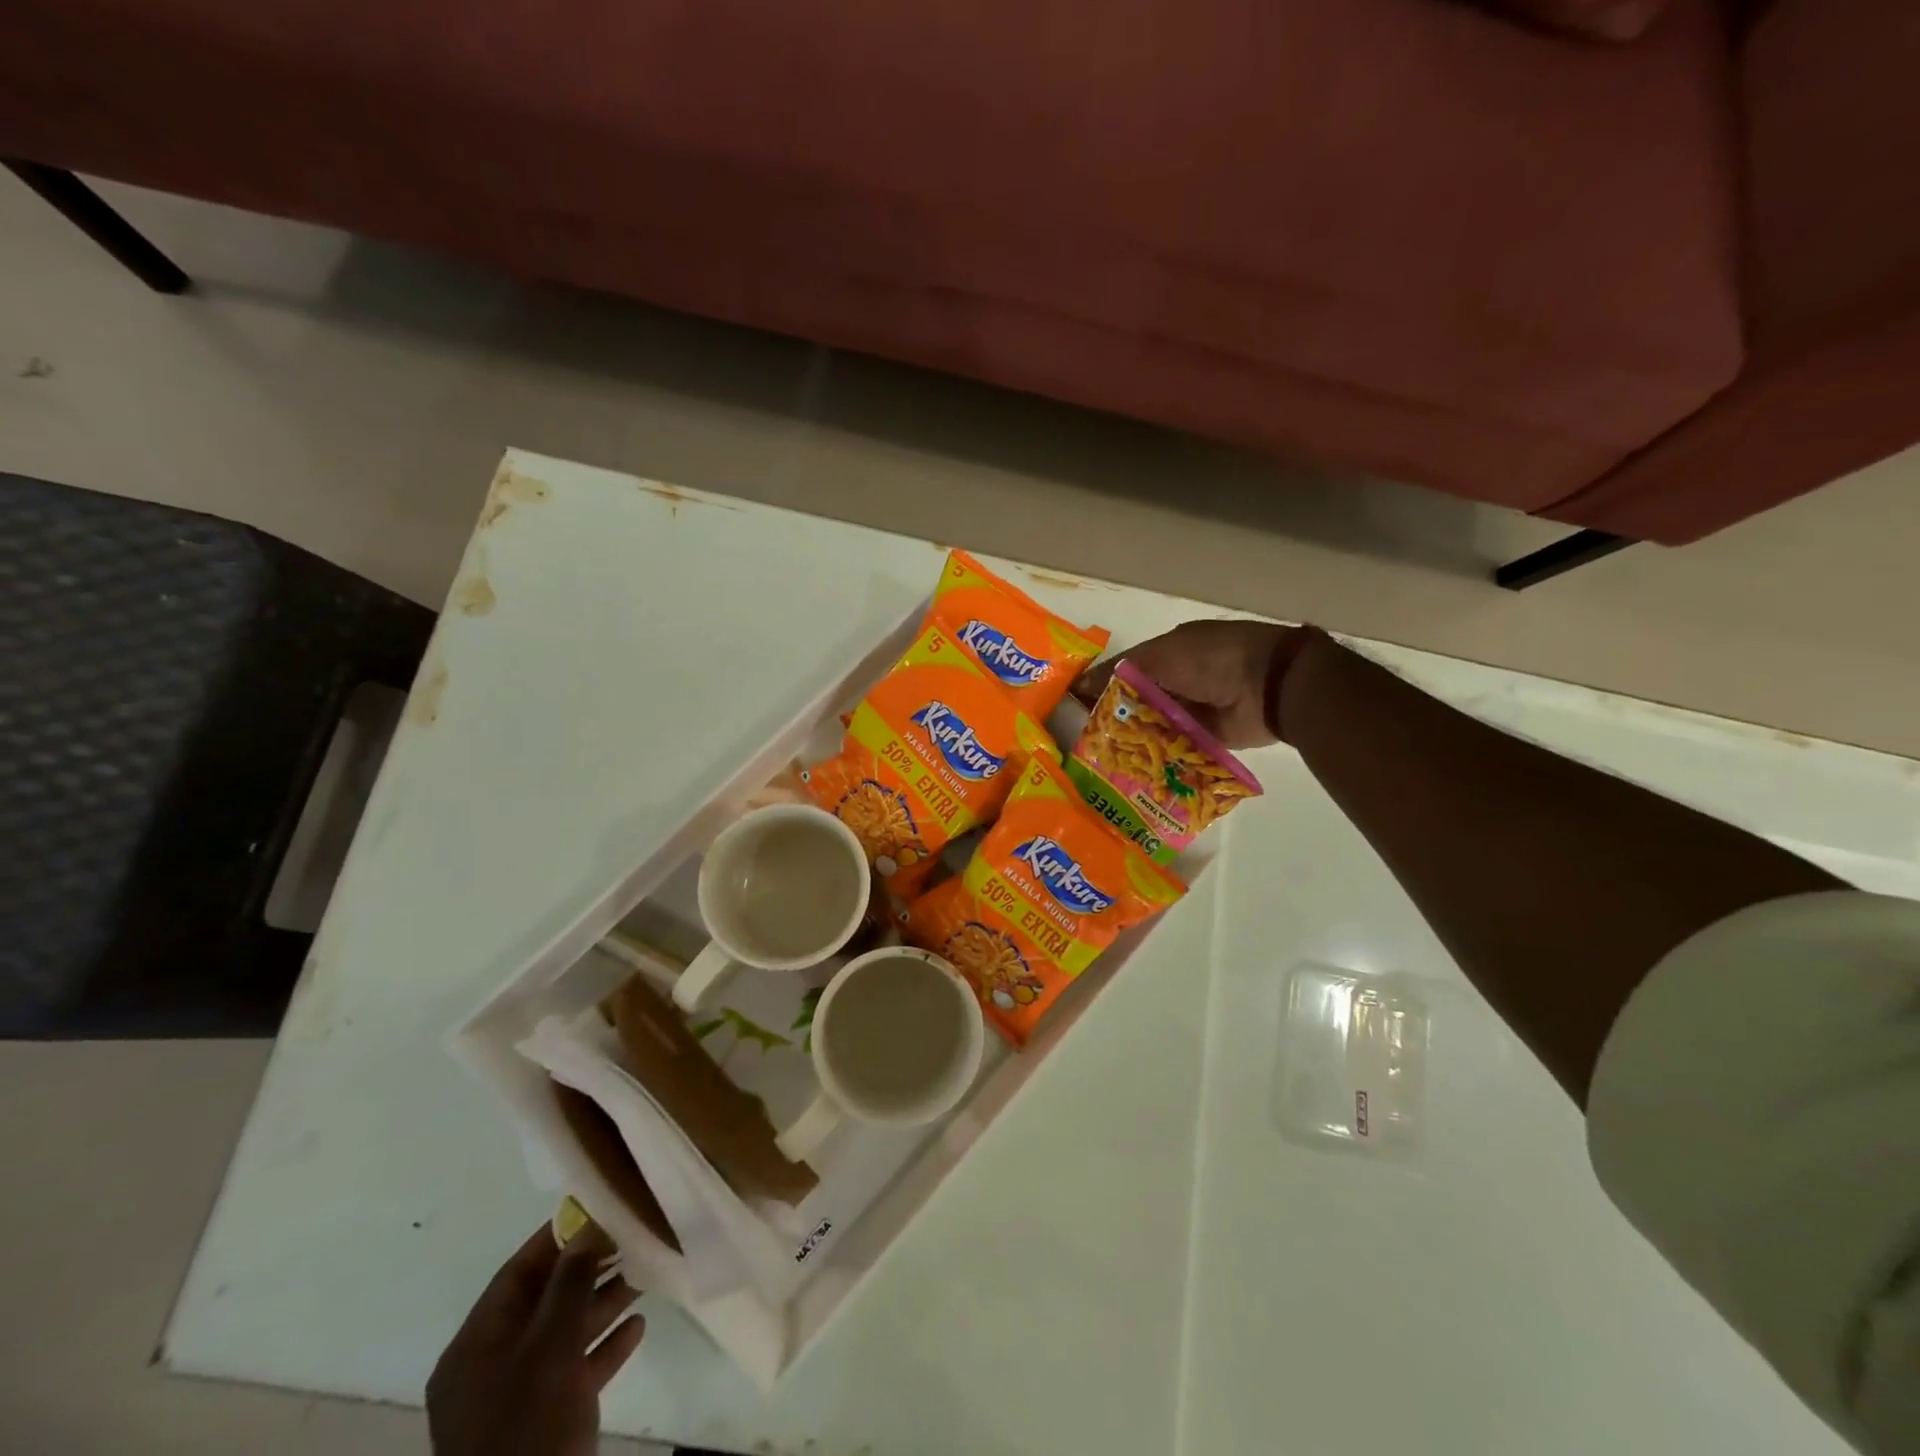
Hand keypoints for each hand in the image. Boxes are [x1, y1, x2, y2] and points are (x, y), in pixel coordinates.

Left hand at [427, 1227, 645, 1455]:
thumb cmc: (528, 1428)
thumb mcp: (551, 1348)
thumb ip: (570, 1283)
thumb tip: (588, 1225)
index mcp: (475, 1347)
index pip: (517, 1274)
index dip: (557, 1238)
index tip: (600, 1207)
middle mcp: (492, 1367)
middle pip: (544, 1300)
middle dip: (590, 1268)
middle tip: (633, 1237)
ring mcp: (517, 1397)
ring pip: (564, 1333)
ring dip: (604, 1302)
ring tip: (646, 1273)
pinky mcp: (546, 1421)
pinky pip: (577, 1369)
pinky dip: (606, 1346)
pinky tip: (639, 1325)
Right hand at [1073, 620, 1319, 747]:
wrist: (1271, 685)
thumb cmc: (1212, 660)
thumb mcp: (1161, 656)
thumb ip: (1121, 671)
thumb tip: (1080, 683)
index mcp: (1167, 654)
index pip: (1123, 672)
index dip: (1098, 688)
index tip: (1071, 709)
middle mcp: (1176, 682)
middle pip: (1135, 703)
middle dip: (1111, 720)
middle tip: (1080, 744)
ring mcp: (1191, 711)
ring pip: (1151, 728)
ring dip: (1131, 742)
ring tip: (1099, 763)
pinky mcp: (1204, 739)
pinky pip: (1173, 750)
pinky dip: (1156, 759)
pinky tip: (1130, 773)